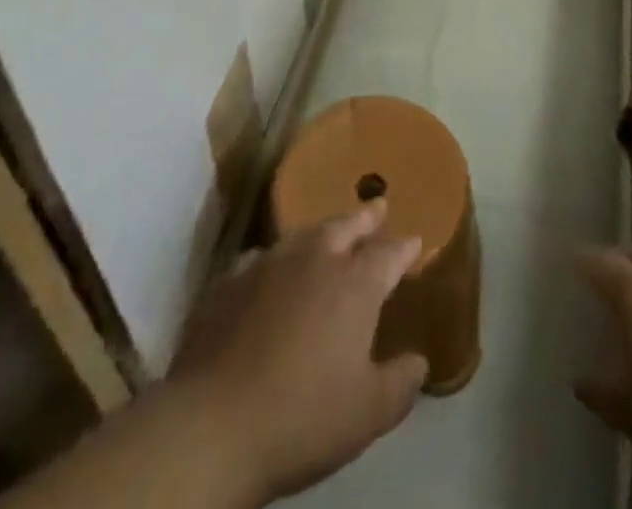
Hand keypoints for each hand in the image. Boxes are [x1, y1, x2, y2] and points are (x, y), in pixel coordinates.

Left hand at [163, 199, 428, 503]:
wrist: (212, 424)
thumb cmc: (302, 417)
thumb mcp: (368, 413)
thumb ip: (401, 383)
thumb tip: (419, 362)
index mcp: (354, 284)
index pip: (388, 253)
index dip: (404, 247)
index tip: (415, 240)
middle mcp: (315, 260)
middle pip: (346, 225)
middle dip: (366, 217)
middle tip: (378, 206)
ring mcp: (269, 264)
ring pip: (304, 233)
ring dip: (323, 230)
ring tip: (331, 230)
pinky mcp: (230, 280)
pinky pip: (262, 257)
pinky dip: (277, 258)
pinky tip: (273, 268)